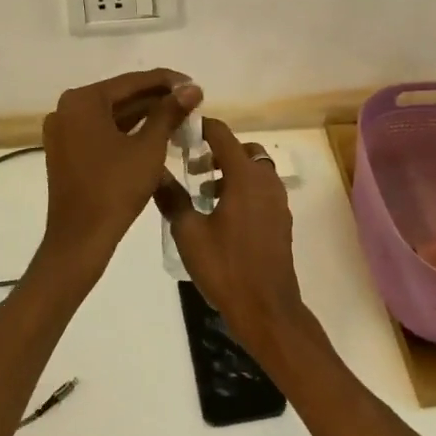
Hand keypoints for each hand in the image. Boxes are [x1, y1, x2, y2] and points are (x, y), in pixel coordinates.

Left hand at [41, 69, 201, 277]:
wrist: (80, 239)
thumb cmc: (115, 188)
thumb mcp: (149, 147)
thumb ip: (169, 113)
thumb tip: (192, 88)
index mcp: (82, 101)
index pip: (131, 82)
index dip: (167, 81)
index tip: (194, 84)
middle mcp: (67, 109)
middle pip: (120, 96)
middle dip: (156, 98)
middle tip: (190, 100)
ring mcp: (63, 131)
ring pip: (111, 115)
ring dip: (143, 115)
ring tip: (179, 115)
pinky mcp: (66, 151)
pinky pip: (101, 131)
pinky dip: (127, 131)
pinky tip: (155, 133)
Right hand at [157, 119, 309, 352]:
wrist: (266, 308)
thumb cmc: (226, 267)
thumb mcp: (188, 233)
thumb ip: (172, 198)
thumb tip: (155, 172)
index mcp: (244, 176)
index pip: (222, 134)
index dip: (201, 128)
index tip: (180, 132)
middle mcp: (265, 180)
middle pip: (242, 149)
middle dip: (217, 151)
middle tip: (192, 167)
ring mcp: (277, 199)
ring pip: (254, 169)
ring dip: (231, 170)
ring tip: (204, 193)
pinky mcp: (281, 218)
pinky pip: (261, 188)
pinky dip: (243, 187)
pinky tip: (222, 213)